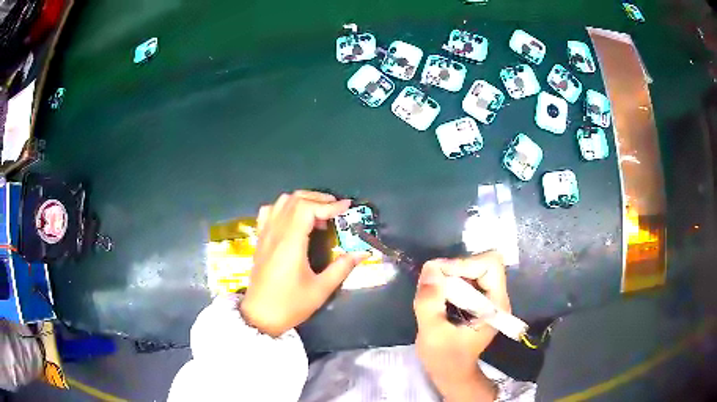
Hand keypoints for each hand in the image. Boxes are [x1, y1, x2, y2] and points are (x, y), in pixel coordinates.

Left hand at [240, 191, 369, 336]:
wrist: (260, 316)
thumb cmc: (290, 304)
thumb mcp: (321, 289)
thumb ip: (342, 268)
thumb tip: (363, 252)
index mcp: (290, 243)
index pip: (307, 208)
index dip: (329, 205)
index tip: (347, 207)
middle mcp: (275, 233)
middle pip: (295, 200)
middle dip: (318, 199)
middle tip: (336, 210)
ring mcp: (265, 235)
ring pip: (281, 202)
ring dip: (302, 201)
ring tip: (317, 215)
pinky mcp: (260, 240)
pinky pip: (269, 212)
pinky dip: (284, 208)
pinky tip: (293, 220)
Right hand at [413, 251, 508, 401]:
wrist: (452, 374)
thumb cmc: (444, 359)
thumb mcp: (432, 333)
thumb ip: (430, 302)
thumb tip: (430, 268)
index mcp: (496, 305)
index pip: (490, 265)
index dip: (464, 264)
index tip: (438, 275)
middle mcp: (497, 297)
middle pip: (483, 263)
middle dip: (456, 268)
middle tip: (433, 280)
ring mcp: (488, 298)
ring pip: (474, 268)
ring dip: (452, 273)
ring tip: (433, 288)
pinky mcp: (478, 301)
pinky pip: (467, 278)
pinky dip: (451, 280)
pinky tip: (438, 294)